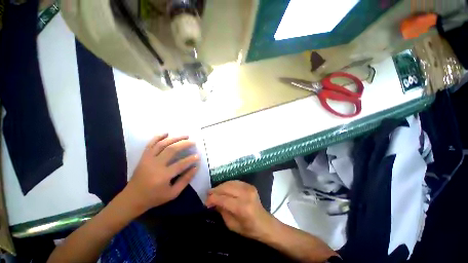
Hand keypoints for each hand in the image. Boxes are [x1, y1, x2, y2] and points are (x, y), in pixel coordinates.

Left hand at [123, 133, 199, 214]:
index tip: (198, 156)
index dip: (191, 159)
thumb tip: (195, 167)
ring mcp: (148, 159)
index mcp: (163, 176)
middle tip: (193, 141)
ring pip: (162, 144)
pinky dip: (158, 137)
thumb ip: (185, 180)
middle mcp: (155, 165)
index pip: (181, 164)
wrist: (132, 198)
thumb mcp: (172, 193)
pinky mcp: (143, 157)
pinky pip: (150, 144)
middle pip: (172, 150)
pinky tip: (166, 133)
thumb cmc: (154, 197)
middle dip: (184, 144)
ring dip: (175, 138)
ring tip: (185, 135)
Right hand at [206, 180, 275, 239]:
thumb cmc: (248, 229)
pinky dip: (227, 184)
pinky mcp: (250, 185)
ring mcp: (249, 188)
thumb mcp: (232, 225)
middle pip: (226, 188)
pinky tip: (223, 189)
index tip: (206, 201)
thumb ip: (222, 211)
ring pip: (230, 183)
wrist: (265, 223)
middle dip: (215, 190)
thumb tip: (213, 201)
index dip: (213, 199)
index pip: (224, 199)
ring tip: (214, 191)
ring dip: (220, 186)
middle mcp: (246, 195)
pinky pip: (235, 182)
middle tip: (208, 194)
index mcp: (243, 208)